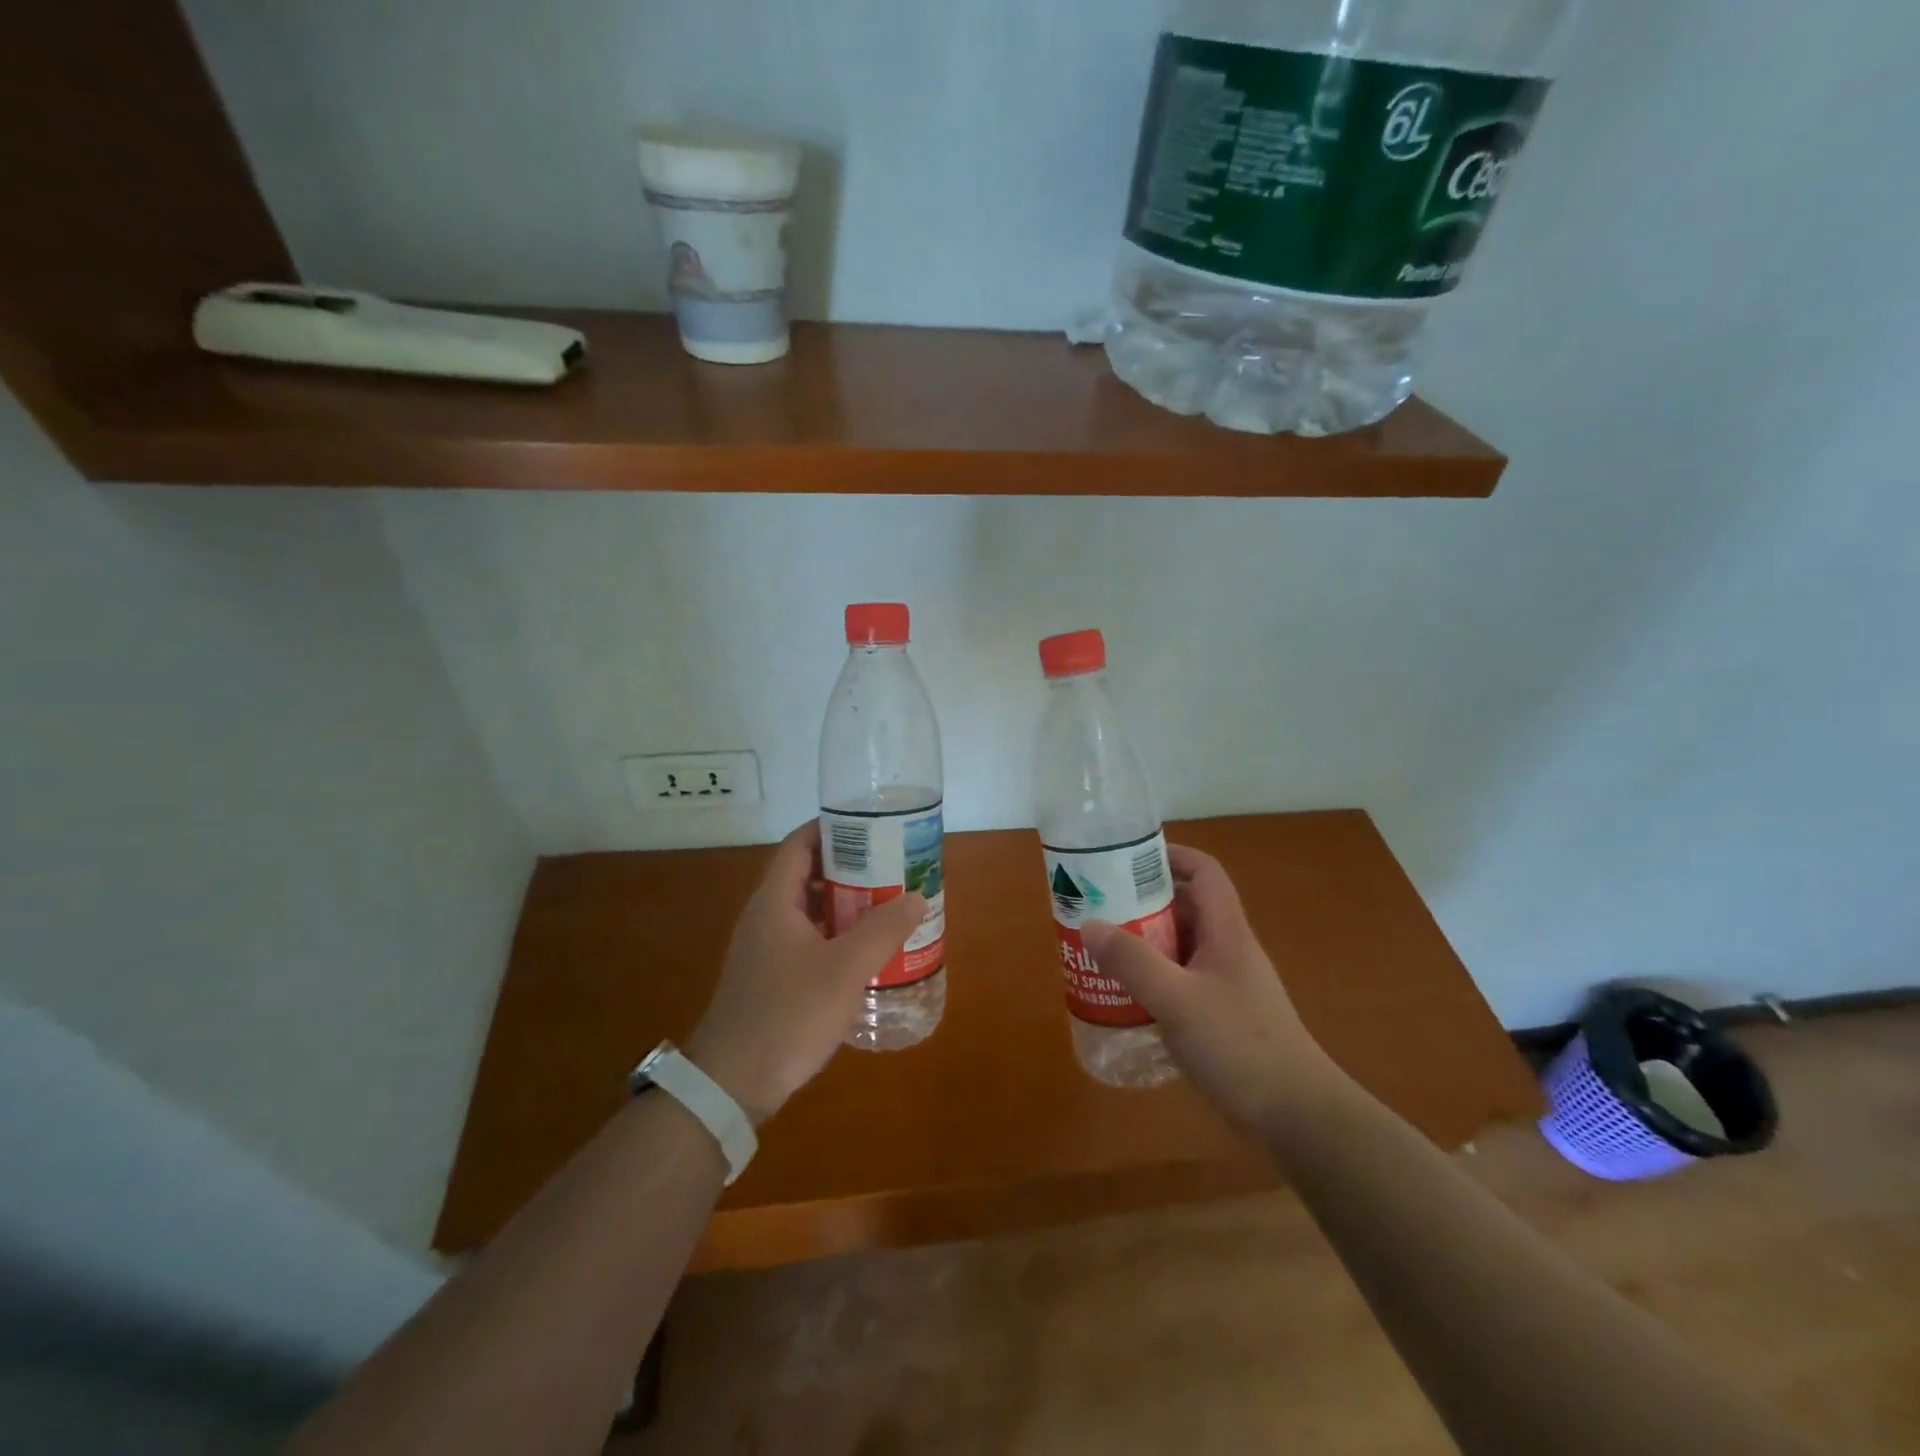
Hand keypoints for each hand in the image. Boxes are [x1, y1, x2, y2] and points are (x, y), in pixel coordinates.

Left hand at [685, 821, 926, 1125]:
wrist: (732, 1083)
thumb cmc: (788, 1014)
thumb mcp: (845, 970)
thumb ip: (883, 930)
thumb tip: (916, 896)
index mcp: (775, 902)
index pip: (800, 844)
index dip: (832, 828)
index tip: (871, 826)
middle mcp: (766, 917)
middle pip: (807, 875)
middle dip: (850, 868)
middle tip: (891, 867)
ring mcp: (765, 949)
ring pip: (809, 911)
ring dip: (846, 905)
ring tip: (888, 904)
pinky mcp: (770, 977)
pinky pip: (807, 940)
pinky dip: (836, 935)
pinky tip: (865, 952)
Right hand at [1081, 844, 1335, 1132]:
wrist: (1297, 1119)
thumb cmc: (1240, 1046)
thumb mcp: (1177, 1000)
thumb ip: (1132, 961)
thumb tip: (1090, 924)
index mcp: (1226, 932)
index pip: (1204, 872)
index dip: (1170, 855)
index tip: (1126, 859)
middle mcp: (1228, 951)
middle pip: (1185, 908)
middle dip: (1142, 902)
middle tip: (1099, 907)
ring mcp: (1226, 985)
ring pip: (1179, 948)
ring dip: (1143, 944)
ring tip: (1101, 950)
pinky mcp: (1221, 1017)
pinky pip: (1180, 982)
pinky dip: (1152, 980)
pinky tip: (1125, 998)